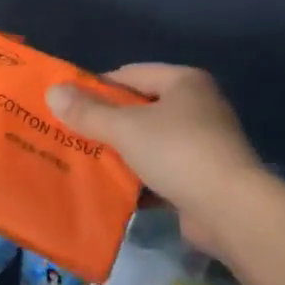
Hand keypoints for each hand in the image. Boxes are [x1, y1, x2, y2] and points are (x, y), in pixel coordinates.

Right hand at [45, 65, 271, 253]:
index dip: (98, 87)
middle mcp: (198, 106)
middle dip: (107, 123)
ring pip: (150, 142)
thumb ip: (89, 112)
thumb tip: (53, 91)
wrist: (232, 210)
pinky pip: (162, 171)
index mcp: (184, 82)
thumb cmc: (178, 152)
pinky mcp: (204, 177)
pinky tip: (113, 191)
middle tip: (71, 134)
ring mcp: (204, 143)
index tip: (68, 104)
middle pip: (141, 108)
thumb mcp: (126, 128)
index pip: (131, 74)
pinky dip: (140, 179)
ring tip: (85, 162)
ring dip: (122, 153)